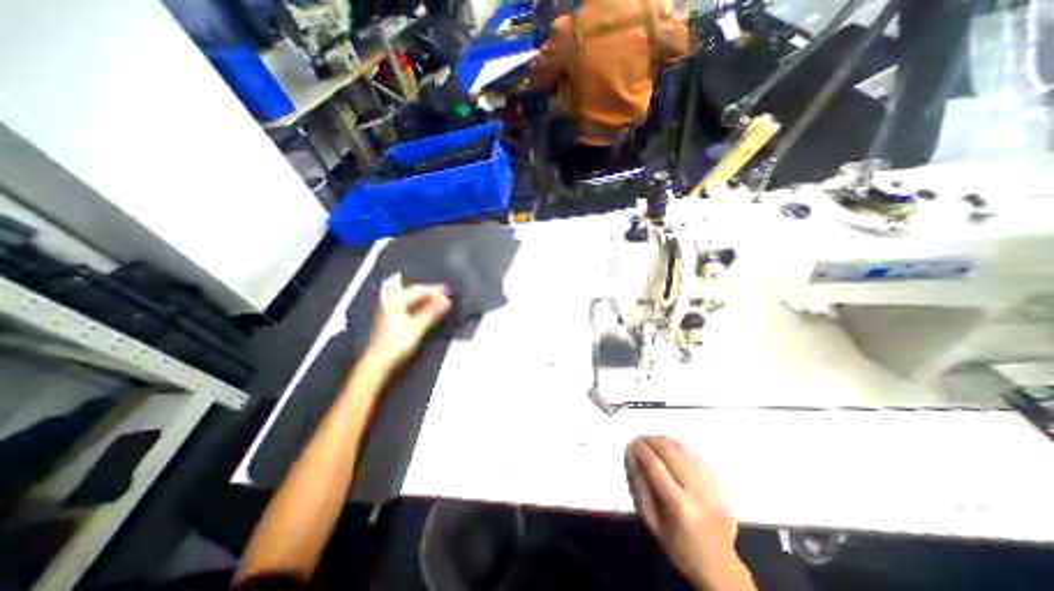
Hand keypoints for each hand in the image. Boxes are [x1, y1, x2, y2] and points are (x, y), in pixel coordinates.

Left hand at [364, 273, 451, 367]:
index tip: (448, 292)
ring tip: (440, 303)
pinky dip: (420, 306)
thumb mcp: (419, 326)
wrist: (379, 361)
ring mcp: (390, 308)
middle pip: (415, 292)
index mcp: (396, 299)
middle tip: (446, 296)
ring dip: (426, 300)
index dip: (435, 290)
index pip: (420, 289)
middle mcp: (391, 300)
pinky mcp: (391, 317)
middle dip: (431, 294)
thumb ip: (433, 311)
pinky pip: (409, 306)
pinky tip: (428, 310)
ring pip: (412, 299)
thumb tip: (446, 301)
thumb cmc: (397, 343)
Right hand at [619, 437, 752, 588]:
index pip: (655, 466)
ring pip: (683, 449)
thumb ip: (640, 488)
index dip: (641, 450)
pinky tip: (671, 449)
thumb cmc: (680, 548)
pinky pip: (696, 455)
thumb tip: (631, 458)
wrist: (720, 566)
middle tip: (640, 440)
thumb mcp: (652, 523)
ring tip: (652, 442)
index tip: (631, 444)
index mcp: (678, 505)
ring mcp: (710, 485)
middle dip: (651, 441)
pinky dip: (680, 448)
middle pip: (670, 452)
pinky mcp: (719, 483)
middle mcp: (696, 491)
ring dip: (664, 441)